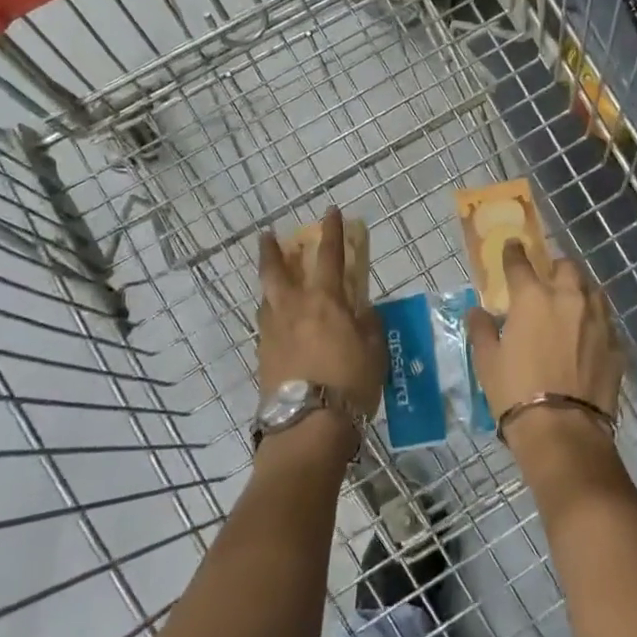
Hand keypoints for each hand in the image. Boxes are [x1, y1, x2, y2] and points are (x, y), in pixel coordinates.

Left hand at [257, 207, 384, 420]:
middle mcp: (293, 308)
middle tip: (267, 235)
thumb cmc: (350, 382)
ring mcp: (272, 332)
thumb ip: (368, 323)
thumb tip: (362, 309)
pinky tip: (278, 324)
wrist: (308, 424)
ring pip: (266, 298)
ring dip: (269, 284)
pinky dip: (271, 315)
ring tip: (275, 283)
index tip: (330, 211)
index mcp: (324, 300)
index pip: (329, 255)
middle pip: (275, 270)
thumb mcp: (373, 350)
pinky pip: (265, 325)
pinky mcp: (262, 356)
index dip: (332, 231)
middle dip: (271, 250)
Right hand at [466, 240, 622, 452]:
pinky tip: (588, 339)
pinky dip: (595, 324)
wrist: (563, 430)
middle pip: (567, 267)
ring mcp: (598, 321)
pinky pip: (606, 324)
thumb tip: (477, 311)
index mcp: (533, 297)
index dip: (514, 252)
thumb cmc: (515, 391)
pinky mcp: (617, 346)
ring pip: (593, 290)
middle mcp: (569, 299)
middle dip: (556, 268)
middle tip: (547, 280)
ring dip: (581, 291)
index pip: (520, 263)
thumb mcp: (487, 361)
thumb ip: (482, 329)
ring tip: (571, 305)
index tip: (513, 245)